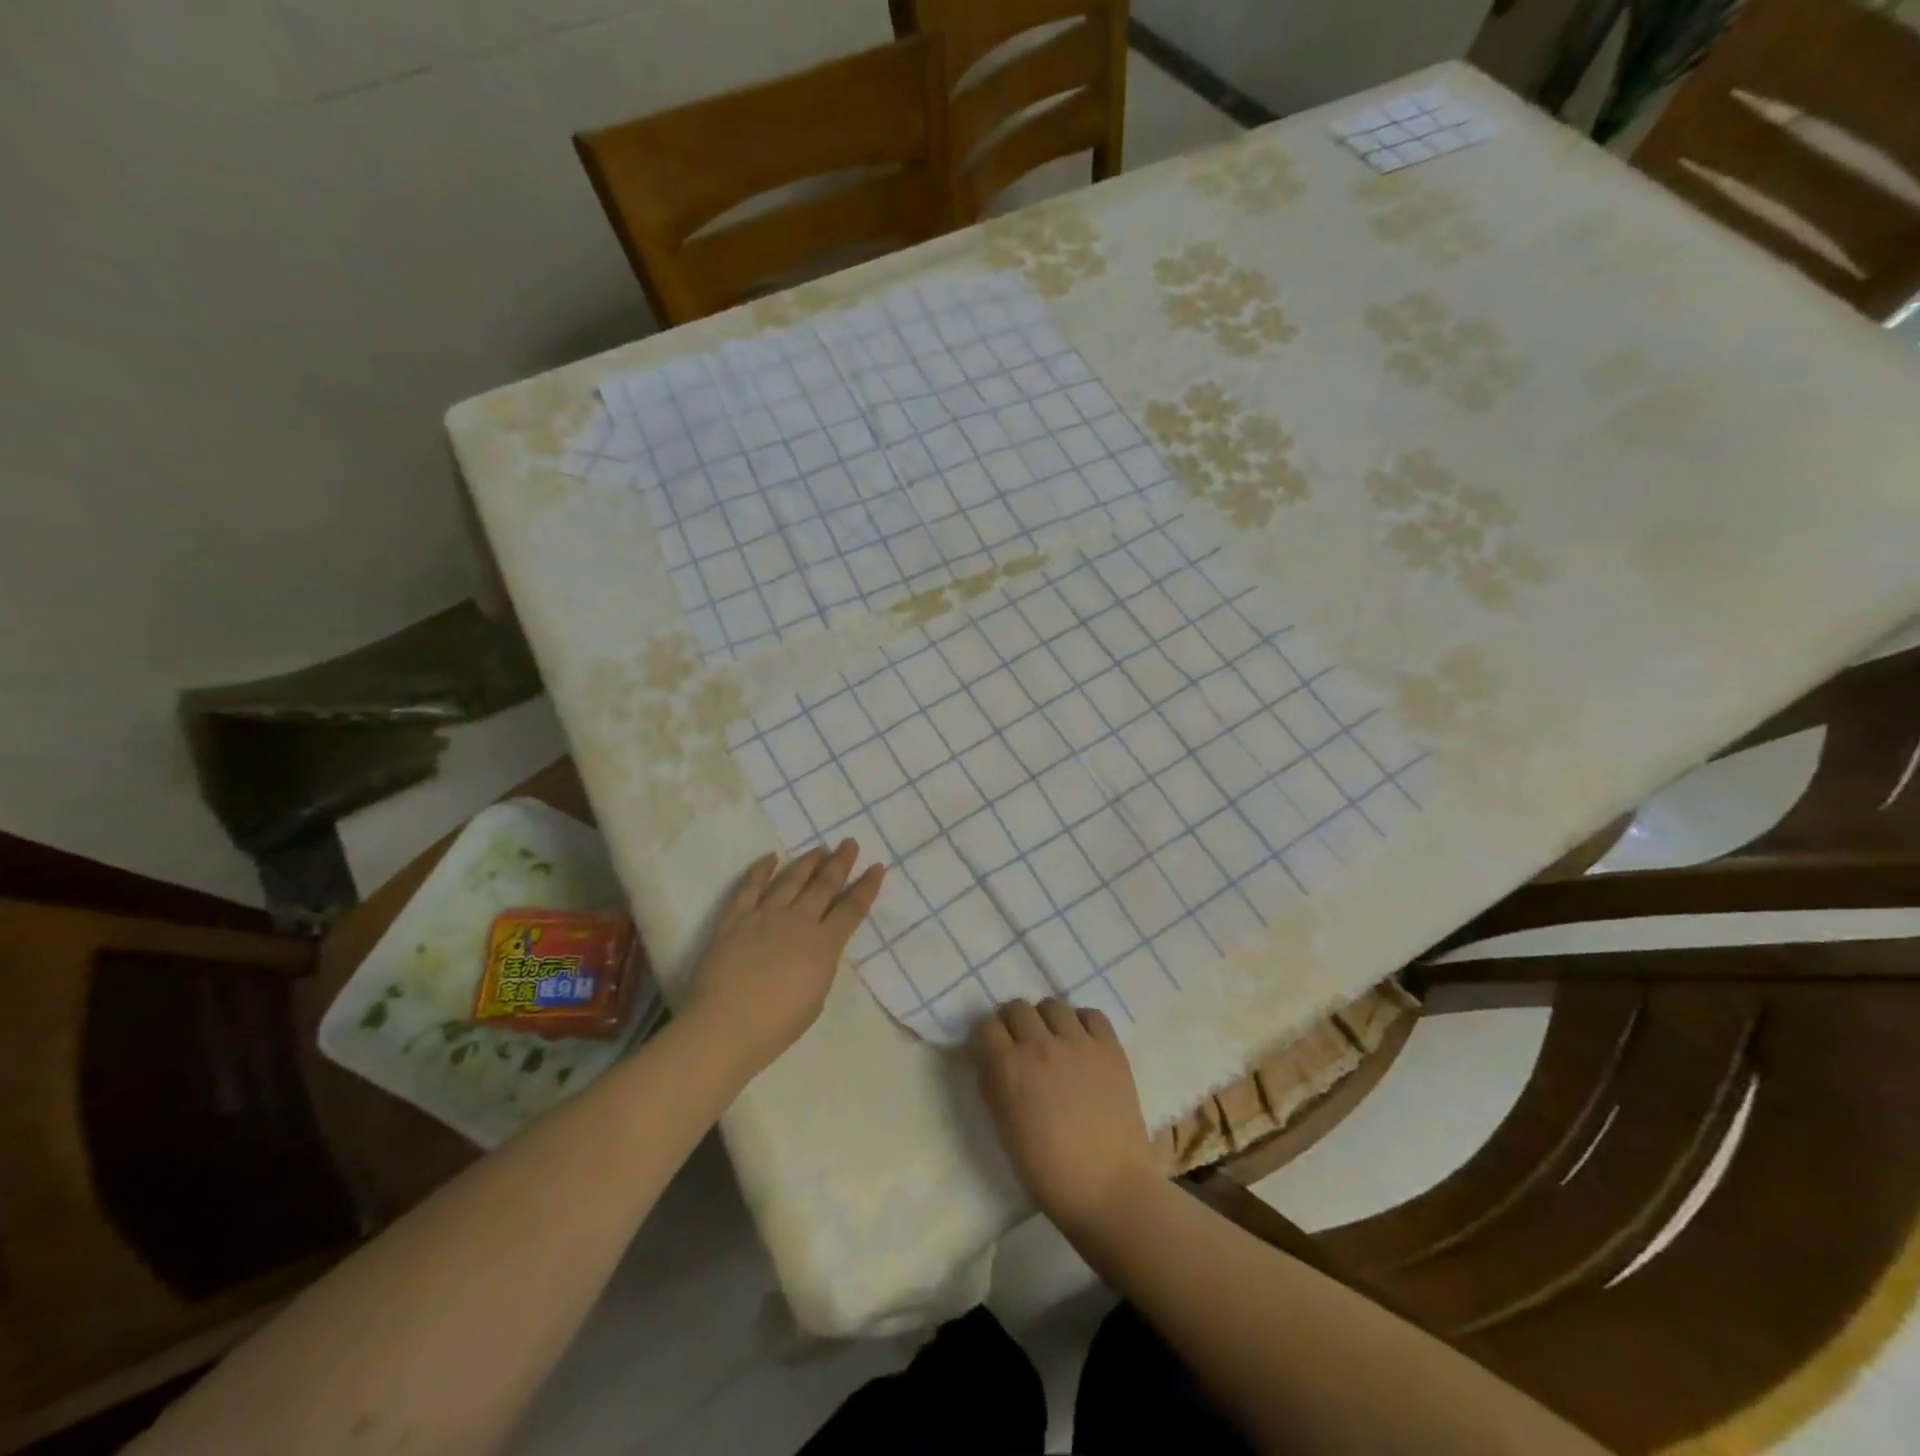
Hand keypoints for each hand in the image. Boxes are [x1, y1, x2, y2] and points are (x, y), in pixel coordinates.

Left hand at [682, 841, 883, 1081]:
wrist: (723, 1029)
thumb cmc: (774, 1027)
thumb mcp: (816, 999)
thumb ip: (821, 965)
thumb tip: (817, 948)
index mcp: (823, 946)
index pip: (851, 909)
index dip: (866, 887)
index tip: (876, 867)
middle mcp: (797, 922)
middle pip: (824, 885)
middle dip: (840, 862)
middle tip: (849, 844)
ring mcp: (764, 916)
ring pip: (791, 879)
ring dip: (808, 861)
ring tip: (820, 848)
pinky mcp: (735, 918)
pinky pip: (750, 886)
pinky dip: (761, 869)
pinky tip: (772, 858)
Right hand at [974, 998, 1158, 1236]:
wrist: (1109, 1190)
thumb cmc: (1048, 1172)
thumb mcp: (1004, 1129)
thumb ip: (993, 1086)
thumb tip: (990, 1060)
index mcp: (1008, 1068)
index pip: (987, 1026)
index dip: (988, 1037)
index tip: (993, 1048)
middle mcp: (1040, 1045)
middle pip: (1017, 1007)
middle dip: (1013, 1022)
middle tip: (1021, 1043)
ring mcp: (1078, 1043)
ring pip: (1052, 1005)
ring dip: (1046, 1019)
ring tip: (1053, 1041)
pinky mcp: (1110, 1048)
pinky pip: (1091, 1015)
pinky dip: (1081, 1022)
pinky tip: (1081, 1042)